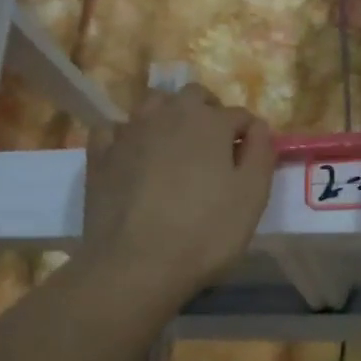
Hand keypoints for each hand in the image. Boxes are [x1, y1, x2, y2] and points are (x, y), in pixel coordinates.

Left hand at [83, 84, 275, 294]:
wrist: (136, 264)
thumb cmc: (205, 232)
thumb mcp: (252, 196)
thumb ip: (261, 152)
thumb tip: (258, 126)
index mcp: (209, 121)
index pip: (239, 114)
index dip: (248, 135)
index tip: (249, 160)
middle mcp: (168, 114)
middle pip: (193, 97)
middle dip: (208, 113)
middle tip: (214, 149)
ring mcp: (130, 131)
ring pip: (153, 104)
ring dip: (168, 115)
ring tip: (175, 147)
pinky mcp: (100, 154)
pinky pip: (115, 129)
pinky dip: (127, 136)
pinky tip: (132, 156)